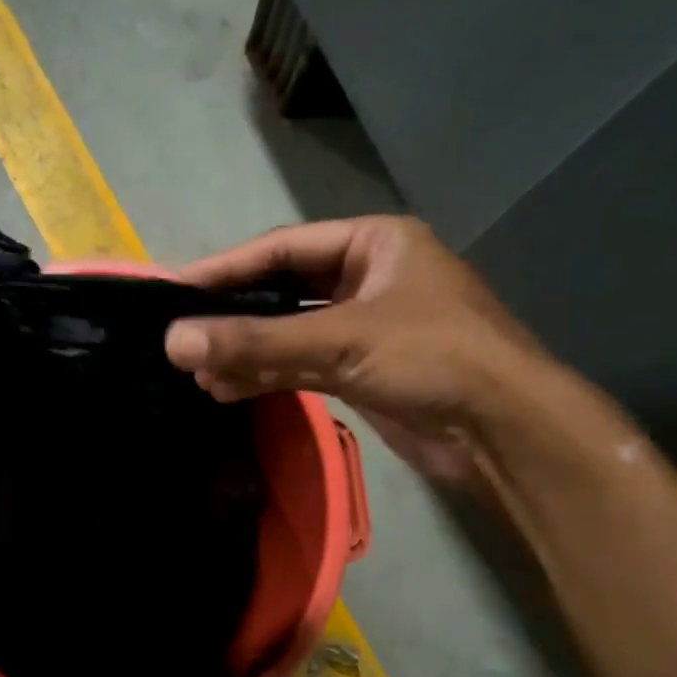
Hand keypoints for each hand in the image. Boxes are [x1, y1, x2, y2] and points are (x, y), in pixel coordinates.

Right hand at [164, 215, 538, 480]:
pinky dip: (267, 376)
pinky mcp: (362, 372)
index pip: (281, 249)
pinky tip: (226, 389)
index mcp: (374, 244)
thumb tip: (174, 342)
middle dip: (234, 316)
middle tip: (180, 336)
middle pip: (283, 290)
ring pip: (289, 333)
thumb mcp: (340, 340)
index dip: (225, 269)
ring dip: (246, 352)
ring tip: (195, 373)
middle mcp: (367, 279)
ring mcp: (365, 328)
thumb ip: (256, 341)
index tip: (173, 288)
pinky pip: (302, 366)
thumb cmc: (433, 358)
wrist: (503, 432)